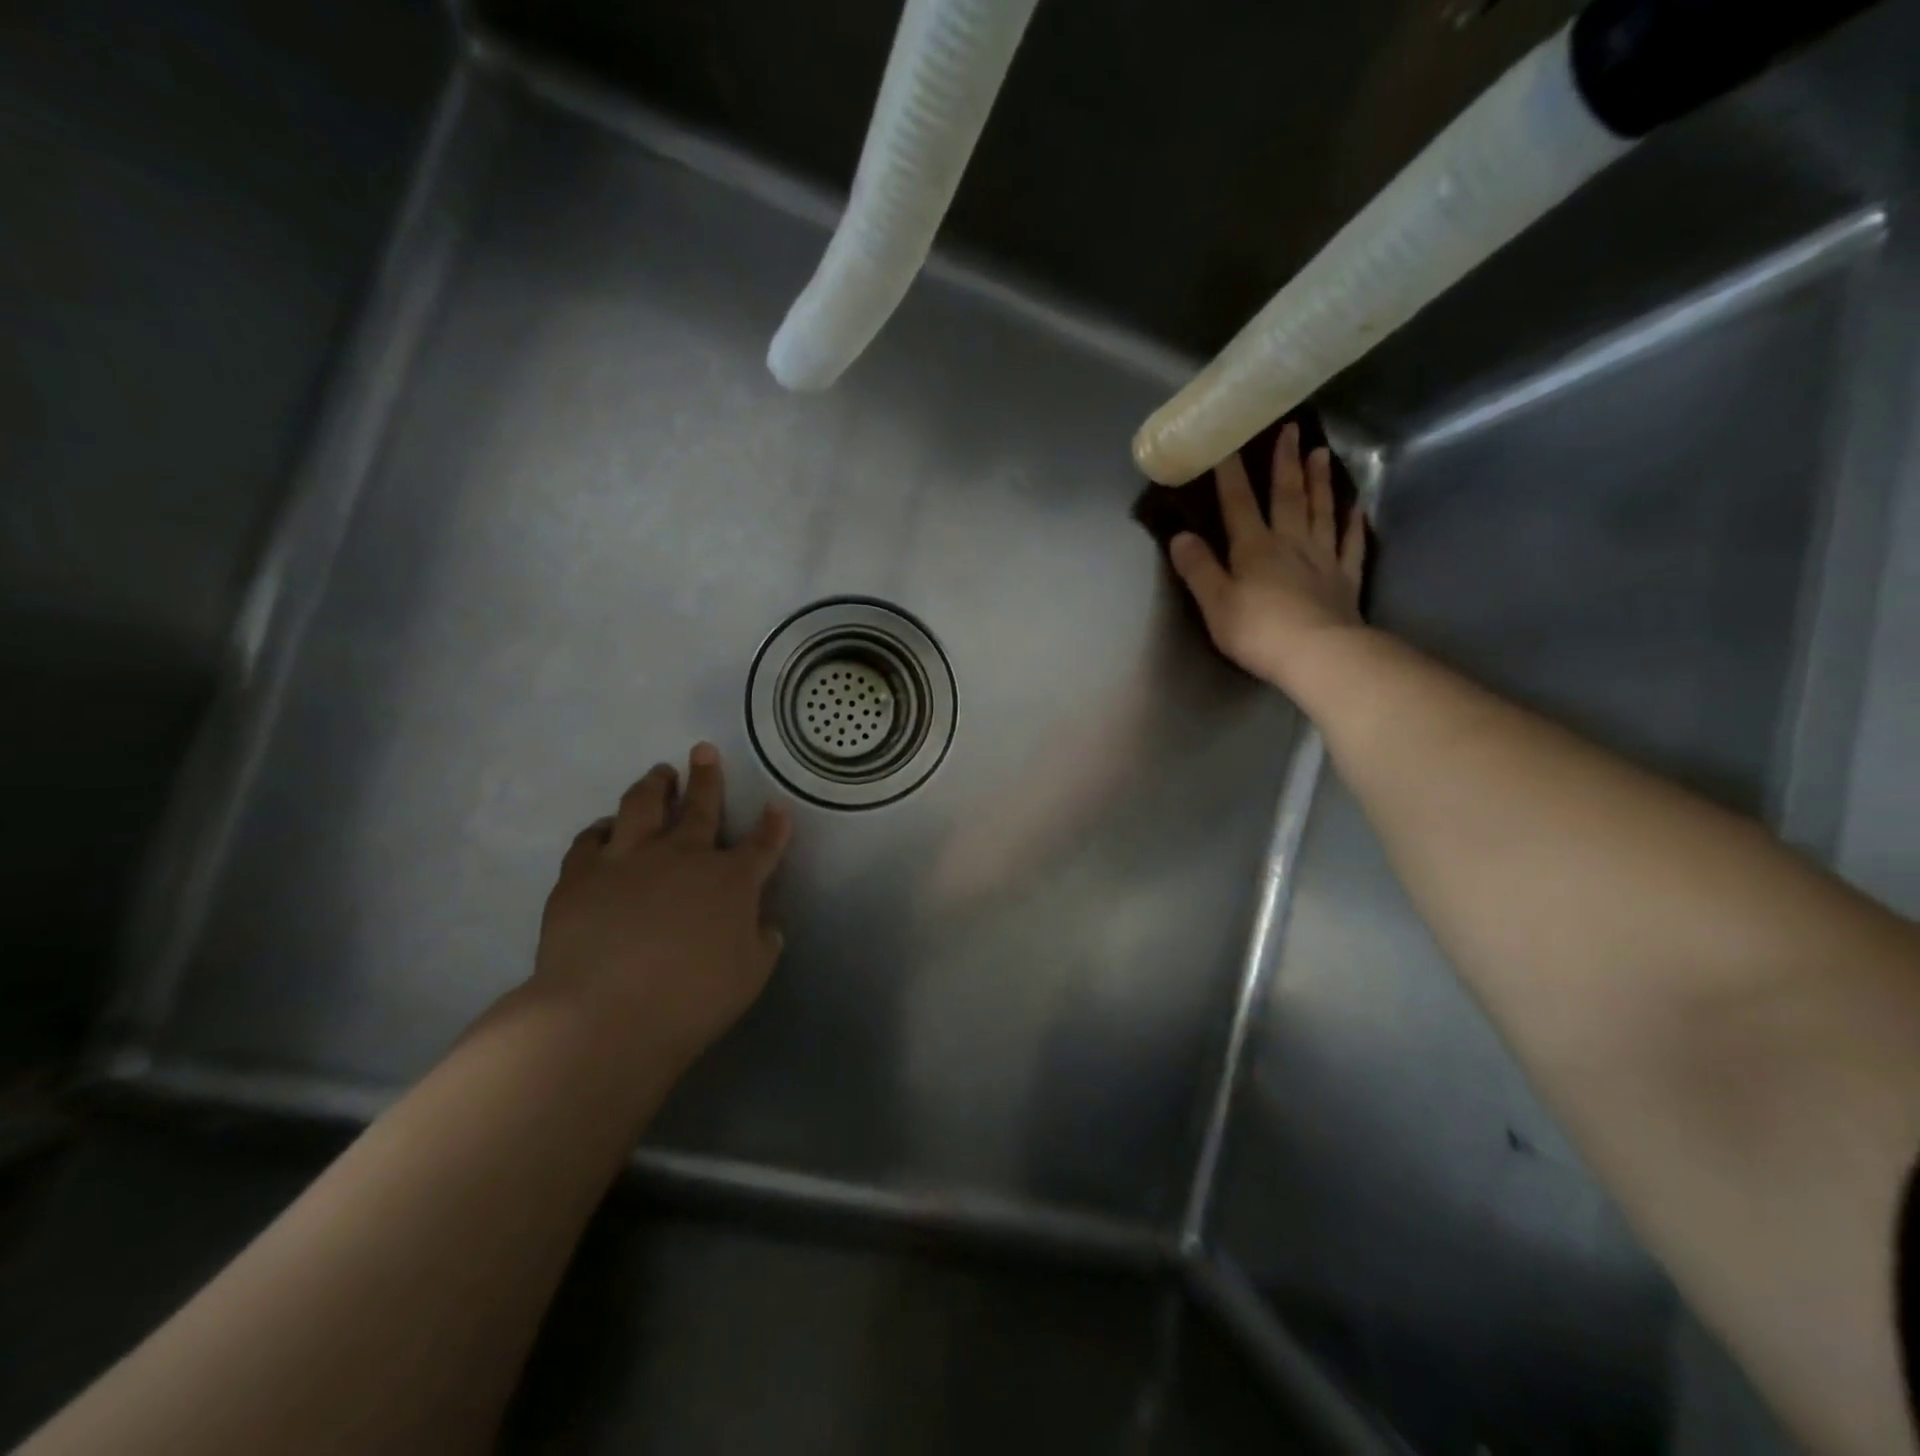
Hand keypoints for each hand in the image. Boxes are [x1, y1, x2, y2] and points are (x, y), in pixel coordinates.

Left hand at [533, 743, 790, 1083]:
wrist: (606, 1013)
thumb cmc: (692, 999)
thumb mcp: (750, 976)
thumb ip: (761, 944)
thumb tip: (764, 925)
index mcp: (731, 880)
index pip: (762, 844)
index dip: (773, 825)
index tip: (777, 806)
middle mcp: (684, 856)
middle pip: (701, 806)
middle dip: (708, 777)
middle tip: (704, 750)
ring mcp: (629, 858)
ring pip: (643, 806)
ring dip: (655, 786)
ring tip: (660, 773)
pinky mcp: (581, 873)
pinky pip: (590, 838)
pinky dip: (601, 829)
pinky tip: (605, 827)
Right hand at [1168, 421, 1368, 691]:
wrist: (1318, 655)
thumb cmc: (1258, 631)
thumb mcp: (1214, 603)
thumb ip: (1198, 568)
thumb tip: (1180, 536)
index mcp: (1254, 548)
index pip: (1238, 503)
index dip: (1230, 474)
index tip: (1228, 442)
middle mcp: (1290, 543)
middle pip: (1287, 496)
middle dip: (1285, 463)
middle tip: (1291, 429)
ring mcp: (1322, 559)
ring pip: (1321, 511)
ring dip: (1320, 481)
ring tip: (1322, 452)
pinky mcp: (1345, 580)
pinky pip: (1350, 544)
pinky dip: (1353, 523)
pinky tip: (1355, 507)